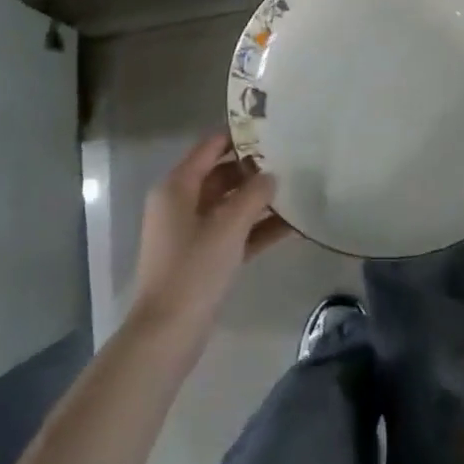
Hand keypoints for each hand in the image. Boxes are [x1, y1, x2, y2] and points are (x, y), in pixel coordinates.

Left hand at [131, 133, 291, 339]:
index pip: (210, 147)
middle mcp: (181, 202)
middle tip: (291, 160)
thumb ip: (253, 195)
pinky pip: (232, 232)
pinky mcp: (202, 258)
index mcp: (177, 186)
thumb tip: (271, 175)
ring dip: (259, 201)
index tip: (271, 129)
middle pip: (221, 174)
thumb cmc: (193, 270)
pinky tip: (291, 227)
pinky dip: (256, 228)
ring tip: (297, 190)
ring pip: (229, 205)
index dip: (239, 136)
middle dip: (254, 169)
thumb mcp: (228, 227)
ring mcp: (191, 232)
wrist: (167, 335)